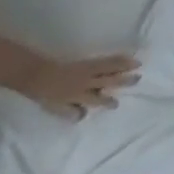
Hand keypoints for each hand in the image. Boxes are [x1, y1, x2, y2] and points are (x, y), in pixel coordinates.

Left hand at [14, 54, 140, 120]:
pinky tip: (126, 57)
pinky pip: (106, 60)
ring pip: (111, 68)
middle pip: (110, 82)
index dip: (107, 102)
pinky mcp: (88, 63)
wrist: (36, 75)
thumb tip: (82, 116)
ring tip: (138, 64)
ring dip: (125, 66)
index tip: (116, 104)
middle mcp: (87, 83)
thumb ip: (69, 111)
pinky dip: (118, 59)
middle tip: (137, 79)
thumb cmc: (44, 93)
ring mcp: (88, 72)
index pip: (96, 100)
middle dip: (124, 81)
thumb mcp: (54, 107)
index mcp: (78, 96)